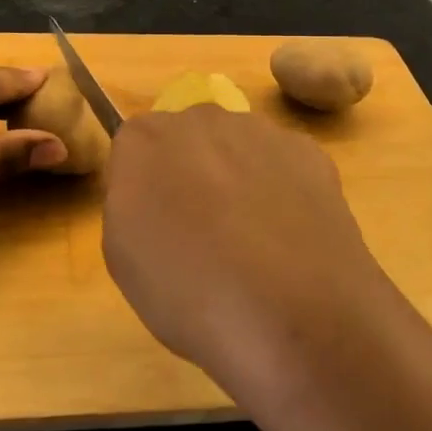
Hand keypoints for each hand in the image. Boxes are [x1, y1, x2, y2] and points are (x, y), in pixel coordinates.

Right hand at [101, 106, 393, 398]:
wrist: (294, 312)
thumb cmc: (189, 293)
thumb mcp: (124, 259)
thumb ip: (129, 203)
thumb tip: (153, 190)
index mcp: (144, 140)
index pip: (134, 150)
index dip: (146, 190)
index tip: (156, 228)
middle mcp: (200, 118)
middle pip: (187, 140)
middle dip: (191, 175)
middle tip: (202, 236)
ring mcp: (259, 130)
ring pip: (237, 148)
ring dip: (237, 180)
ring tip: (252, 244)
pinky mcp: (307, 150)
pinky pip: (282, 164)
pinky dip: (282, 190)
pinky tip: (288, 237)